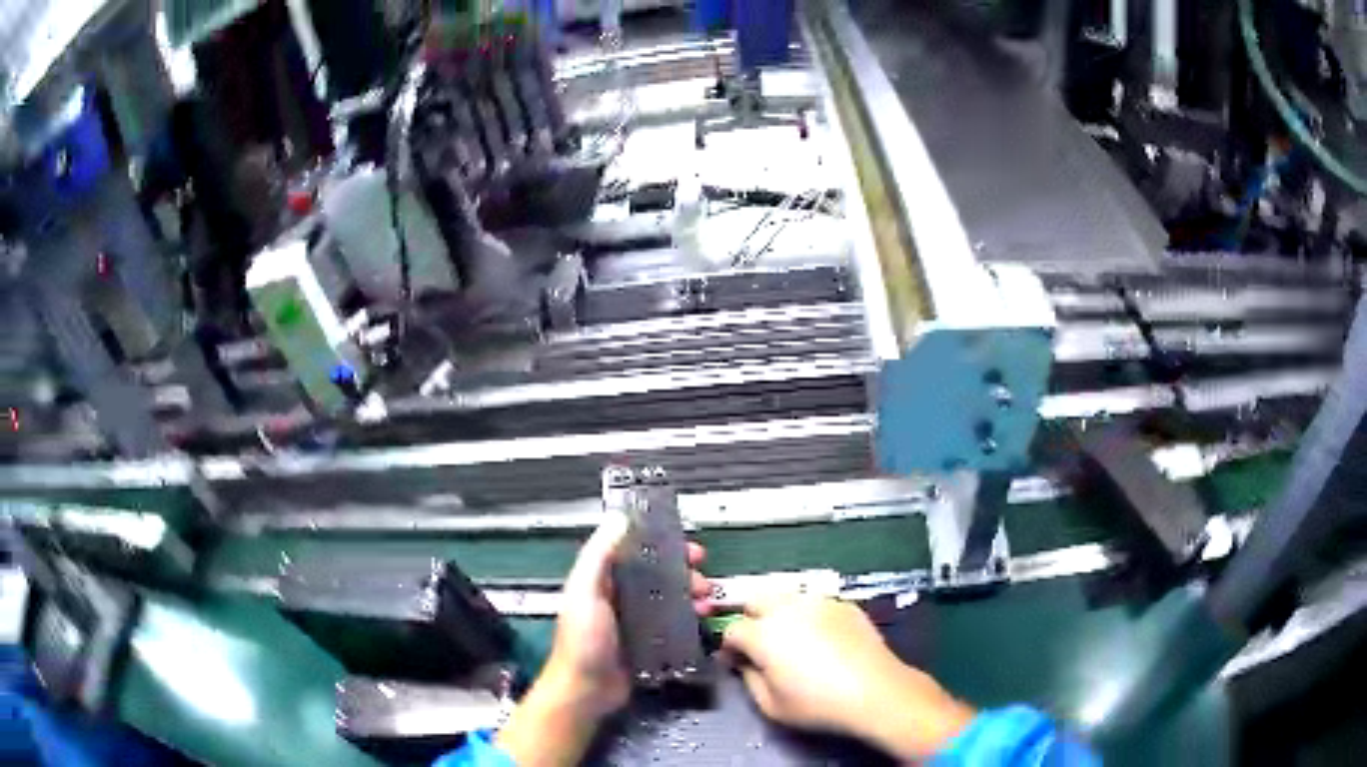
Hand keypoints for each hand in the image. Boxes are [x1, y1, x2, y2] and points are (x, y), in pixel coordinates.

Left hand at [497, 515, 713, 765]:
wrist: (586, 692)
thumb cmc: (583, 641)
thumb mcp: (585, 592)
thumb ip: (599, 555)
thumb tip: (619, 518)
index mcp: (601, 580)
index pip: (634, 552)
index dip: (660, 545)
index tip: (685, 546)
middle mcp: (619, 597)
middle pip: (657, 575)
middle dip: (683, 573)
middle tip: (702, 578)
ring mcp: (636, 622)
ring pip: (669, 599)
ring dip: (690, 596)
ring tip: (706, 601)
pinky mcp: (649, 643)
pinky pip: (674, 624)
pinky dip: (690, 619)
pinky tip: (702, 620)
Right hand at [722, 596, 974, 761]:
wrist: (875, 691)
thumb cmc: (818, 704)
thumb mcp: (769, 705)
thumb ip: (747, 678)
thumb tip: (742, 663)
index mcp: (763, 634)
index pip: (731, 629)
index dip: (729, 646)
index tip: (736, 661)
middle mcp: (787, 609)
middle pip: (755, 601)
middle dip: (751, 620)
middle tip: (761, 646)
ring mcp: (819, 602)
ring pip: (787, 598)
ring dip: (779, 614)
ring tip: (792, 640)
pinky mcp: (844, 605)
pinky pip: (816, 604)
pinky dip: (810, 616)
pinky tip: (823, 639)